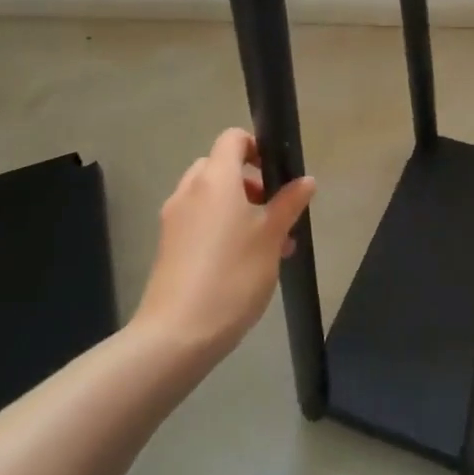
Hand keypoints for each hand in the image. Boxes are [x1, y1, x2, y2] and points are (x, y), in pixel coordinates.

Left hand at [133, 129, 314, 362]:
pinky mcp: (168, 246)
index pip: (232, 139)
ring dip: (239, 208)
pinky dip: (221, 227)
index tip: (278, 172)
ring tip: (270, 244)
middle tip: (276, 211)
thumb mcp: (271, 237)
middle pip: (220, 167)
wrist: (177, 335)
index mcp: (215, 179)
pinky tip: (245, 262)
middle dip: (250, 182)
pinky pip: (199, 221)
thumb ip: (289, 203)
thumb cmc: (232, 275)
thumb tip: (305, 180)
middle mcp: (189, 191)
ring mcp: (174, 219)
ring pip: (211, 197)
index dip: (256, 146)